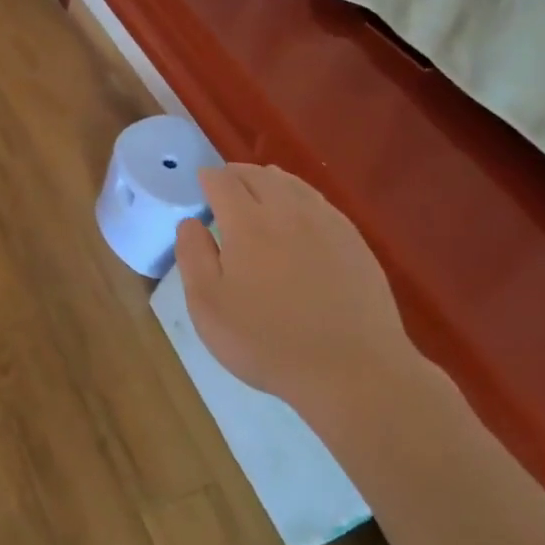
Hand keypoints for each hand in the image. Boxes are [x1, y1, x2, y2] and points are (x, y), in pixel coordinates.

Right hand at [174, 164, 414, 406]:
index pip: (223, 182)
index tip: (201, 183)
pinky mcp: (354, 241)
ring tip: (259, 187)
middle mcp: (287, 211)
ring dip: (269, 180)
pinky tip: (299, 213)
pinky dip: (300, 196)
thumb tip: (191, 222)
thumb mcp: (208, 305)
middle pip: (259, 175)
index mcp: (247, 222)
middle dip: (237, 173)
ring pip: (293, 184)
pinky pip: (320, 202)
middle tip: (225, 183)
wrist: (353, 370)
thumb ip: (193, 256)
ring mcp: (327, 223)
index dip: (208, 179)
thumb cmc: (268, 341)